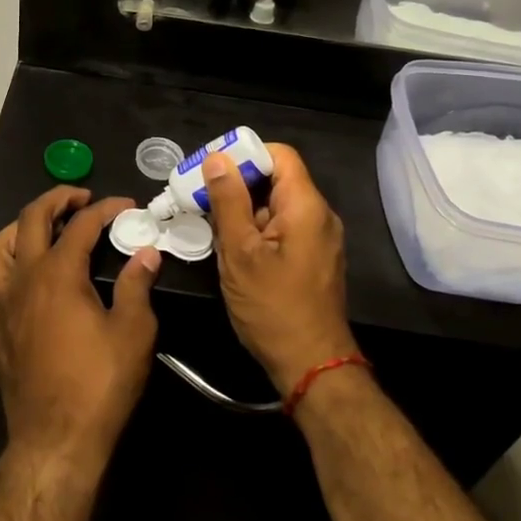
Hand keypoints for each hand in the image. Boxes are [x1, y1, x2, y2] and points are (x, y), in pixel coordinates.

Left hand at [0, 188, 161, 474]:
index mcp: (57, 273)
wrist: (58, 440)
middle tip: (79, 200)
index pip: (81, 224)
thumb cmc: (100, 383)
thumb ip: (137, 285)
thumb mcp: (134, 331)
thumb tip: (147, 253)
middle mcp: (22, 282)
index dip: (106, 208)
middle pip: (29, 221)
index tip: (127, 206)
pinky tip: (3, 308)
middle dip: (55, 201)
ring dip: (12, 236)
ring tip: (35, 236)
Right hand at [201, 146, 353, 395]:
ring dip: (243, 210)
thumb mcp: (240, 252)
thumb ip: (228, 201)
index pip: (279, 155)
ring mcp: (318, 239)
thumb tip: (217, 158)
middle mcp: (318, 215)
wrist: (311, 366)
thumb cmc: (273, 308)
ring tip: (210, 225)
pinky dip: (256, 229)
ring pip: (276, 206)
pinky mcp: (312, 258)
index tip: (212, 170)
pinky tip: (231, 249)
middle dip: (237, 184)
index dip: (245, 155)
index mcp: (306, 206)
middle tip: (201, 198)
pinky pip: (282, 228)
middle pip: (276, 179)